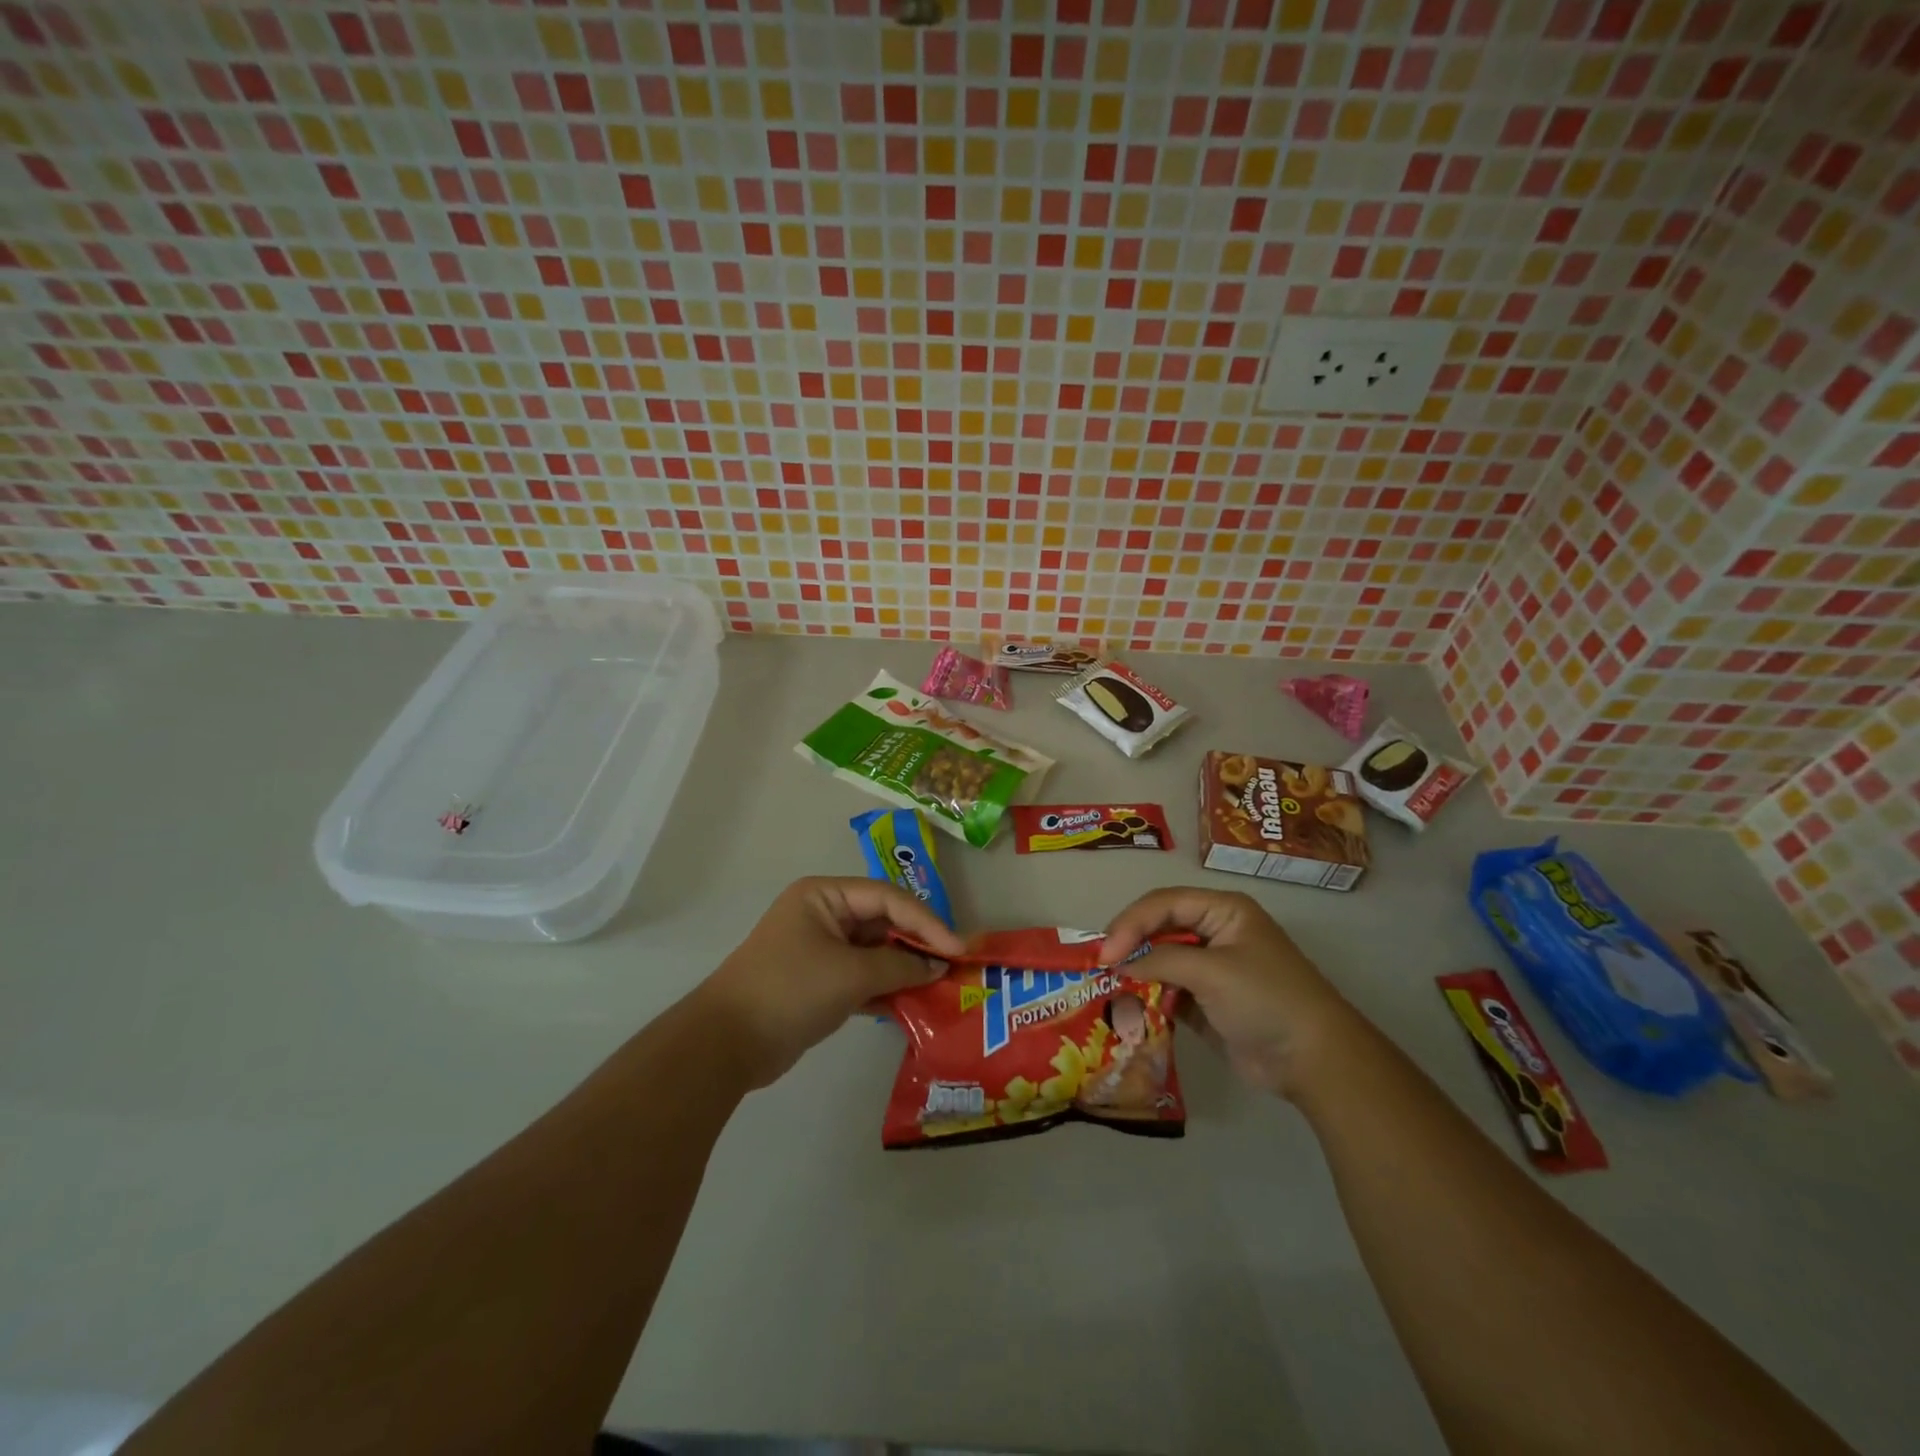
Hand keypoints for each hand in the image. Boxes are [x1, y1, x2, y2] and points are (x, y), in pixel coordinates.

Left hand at [696, 876, 965, 1088]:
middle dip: (918, 944)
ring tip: (941, 986)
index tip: (958, 947)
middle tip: (954, 965)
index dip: (927, 921)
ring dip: (904, 969)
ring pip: (875, 952)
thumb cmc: (790, 990)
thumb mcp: (850, 974)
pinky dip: (885, 988)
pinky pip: (863, 977)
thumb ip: (899, 967)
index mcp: (824, 895)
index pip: (888, 898)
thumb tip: (937, 968)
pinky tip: (913, 1003)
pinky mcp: (819, 982)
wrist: (727, 1044)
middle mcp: (823, 915)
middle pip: (883, 922)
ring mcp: (820, 949)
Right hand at [1101, 888, 1357, 1100]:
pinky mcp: (1206, 1002)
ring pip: (1160, 960)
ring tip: (1106, 987)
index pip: (1164, 903)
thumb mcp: (1212, 971)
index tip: (1106, 954)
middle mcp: (1214, 932)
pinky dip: (1148, 997)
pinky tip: (1127, 1008)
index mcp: (1223, 911)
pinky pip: (1168, 991)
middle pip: (1159, 928)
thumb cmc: (1266, 999)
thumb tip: (1116, 965)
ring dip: (1136, 973)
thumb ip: (1160, 961)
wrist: (1314, 1061)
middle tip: (1099, 967)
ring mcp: (1210, 969)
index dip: (1131, 923)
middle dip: (1129, 945)